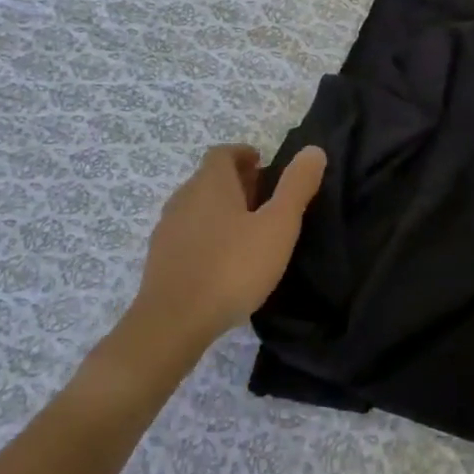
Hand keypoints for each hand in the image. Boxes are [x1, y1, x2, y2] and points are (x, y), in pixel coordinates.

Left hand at [123, 144, 326, 354]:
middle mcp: (183, 198)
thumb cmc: (232, 267)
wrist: (173, 323)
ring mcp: (167, 230)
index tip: (264, 166)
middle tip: (265, 199)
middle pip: (209, 179)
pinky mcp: (160, 260)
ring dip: (221, 210)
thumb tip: (314, 150)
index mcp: (210, 184)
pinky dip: (207, 235)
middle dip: (236, 182)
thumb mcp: (278, 226)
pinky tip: (225, 260)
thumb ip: (296, 187)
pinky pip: (188, 234)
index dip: (244, 155)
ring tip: (248, 231)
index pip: (223, 153)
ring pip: (197, 207)